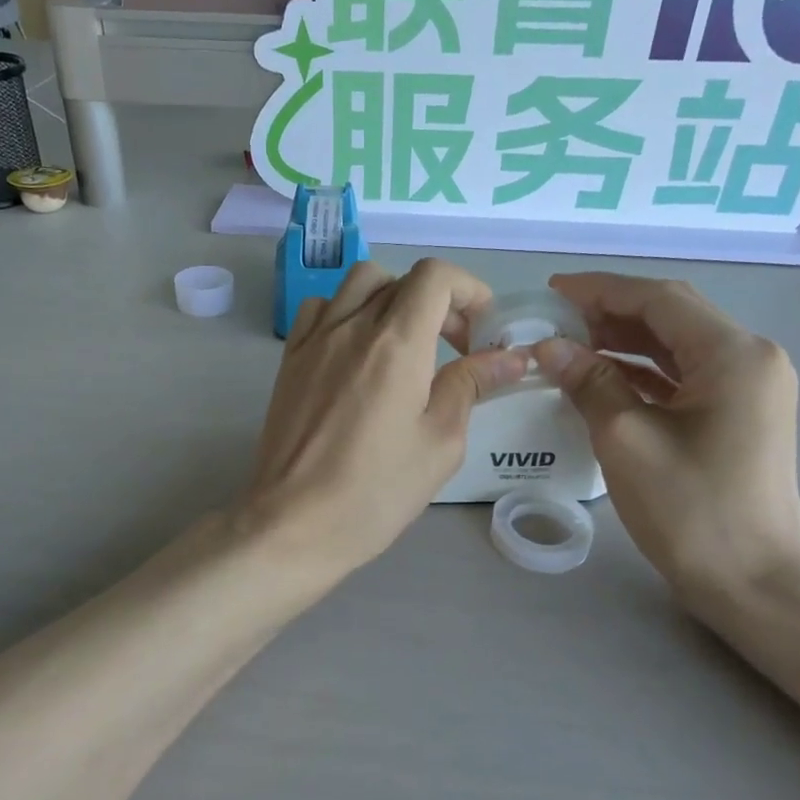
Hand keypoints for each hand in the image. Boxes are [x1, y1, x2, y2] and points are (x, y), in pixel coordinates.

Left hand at [239, 259, 530, 579]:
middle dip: (439, 302)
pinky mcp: (290, 360)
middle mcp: (352, 327)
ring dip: (392, 299)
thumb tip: (509, 357)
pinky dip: (347, 312)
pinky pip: (320, 309)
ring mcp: (314, 340)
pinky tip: (357, 352)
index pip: (435, 276)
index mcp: (396, 344)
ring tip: (405, 344)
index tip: (482, 329)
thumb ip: (471, 386)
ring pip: (358, 284)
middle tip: (454, 347)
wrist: (294, 523)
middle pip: (401, 278)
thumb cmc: (375, 492)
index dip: (469, 289)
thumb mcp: (440, 443)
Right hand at [534, 273, 799, 615]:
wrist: (754, 584)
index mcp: (733, 354)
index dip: (602, 290)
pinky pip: (684, 377)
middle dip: (612, 313)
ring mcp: (749, 388)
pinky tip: (602, 378)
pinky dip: (643, 372)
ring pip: (678, 346)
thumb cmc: (691, 510)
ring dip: (625, 342)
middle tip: (555, 320)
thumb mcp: (627, 440)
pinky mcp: (739, 415)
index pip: (660, 299)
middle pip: (673, 316)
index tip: (552, 292)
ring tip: (571, 344)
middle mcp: (750, 358)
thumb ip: (589, 383)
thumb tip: (550, 348)